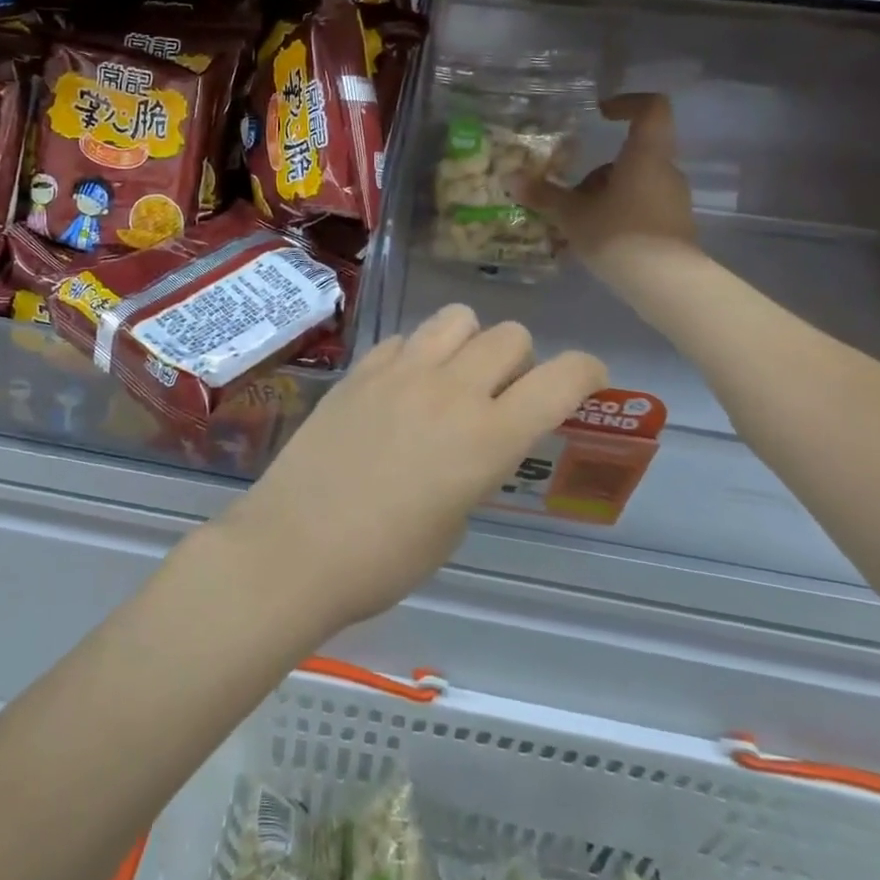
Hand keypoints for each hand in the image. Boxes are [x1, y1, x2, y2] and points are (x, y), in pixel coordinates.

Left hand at [227, 306, 607, 634]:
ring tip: (451, 379)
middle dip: (521, 360)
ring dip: (469, 343)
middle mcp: (450, 391)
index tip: (585, 382)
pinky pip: (404, 339)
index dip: (586, 372)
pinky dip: (416, 354)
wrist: (293, 548)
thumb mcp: (453, 525)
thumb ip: (476, 468)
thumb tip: (471, 444)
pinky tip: (399, 389)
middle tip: (501, 396)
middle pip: (510, 335)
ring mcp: (399, 373)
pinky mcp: (359, 371)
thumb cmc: (382, 561)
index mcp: (488, 439)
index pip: (561, 378)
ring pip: (457, 319)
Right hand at [520, 93, 697, 293]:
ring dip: (604, 197)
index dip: (627, 103)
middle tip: (570, 193)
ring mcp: (672, 199)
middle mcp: (665, 171)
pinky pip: (640, 209)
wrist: (665, 283)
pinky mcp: (673, 226)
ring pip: (634, 185)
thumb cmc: (618, 235)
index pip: (652, 108)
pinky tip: (593, 242)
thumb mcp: (573, 215)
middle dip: (598, 172)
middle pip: (632, 156)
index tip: (601, 114)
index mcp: (645, 155)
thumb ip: (545, 195)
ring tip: (575, 225)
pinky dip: (617, 217)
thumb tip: (511, 179)